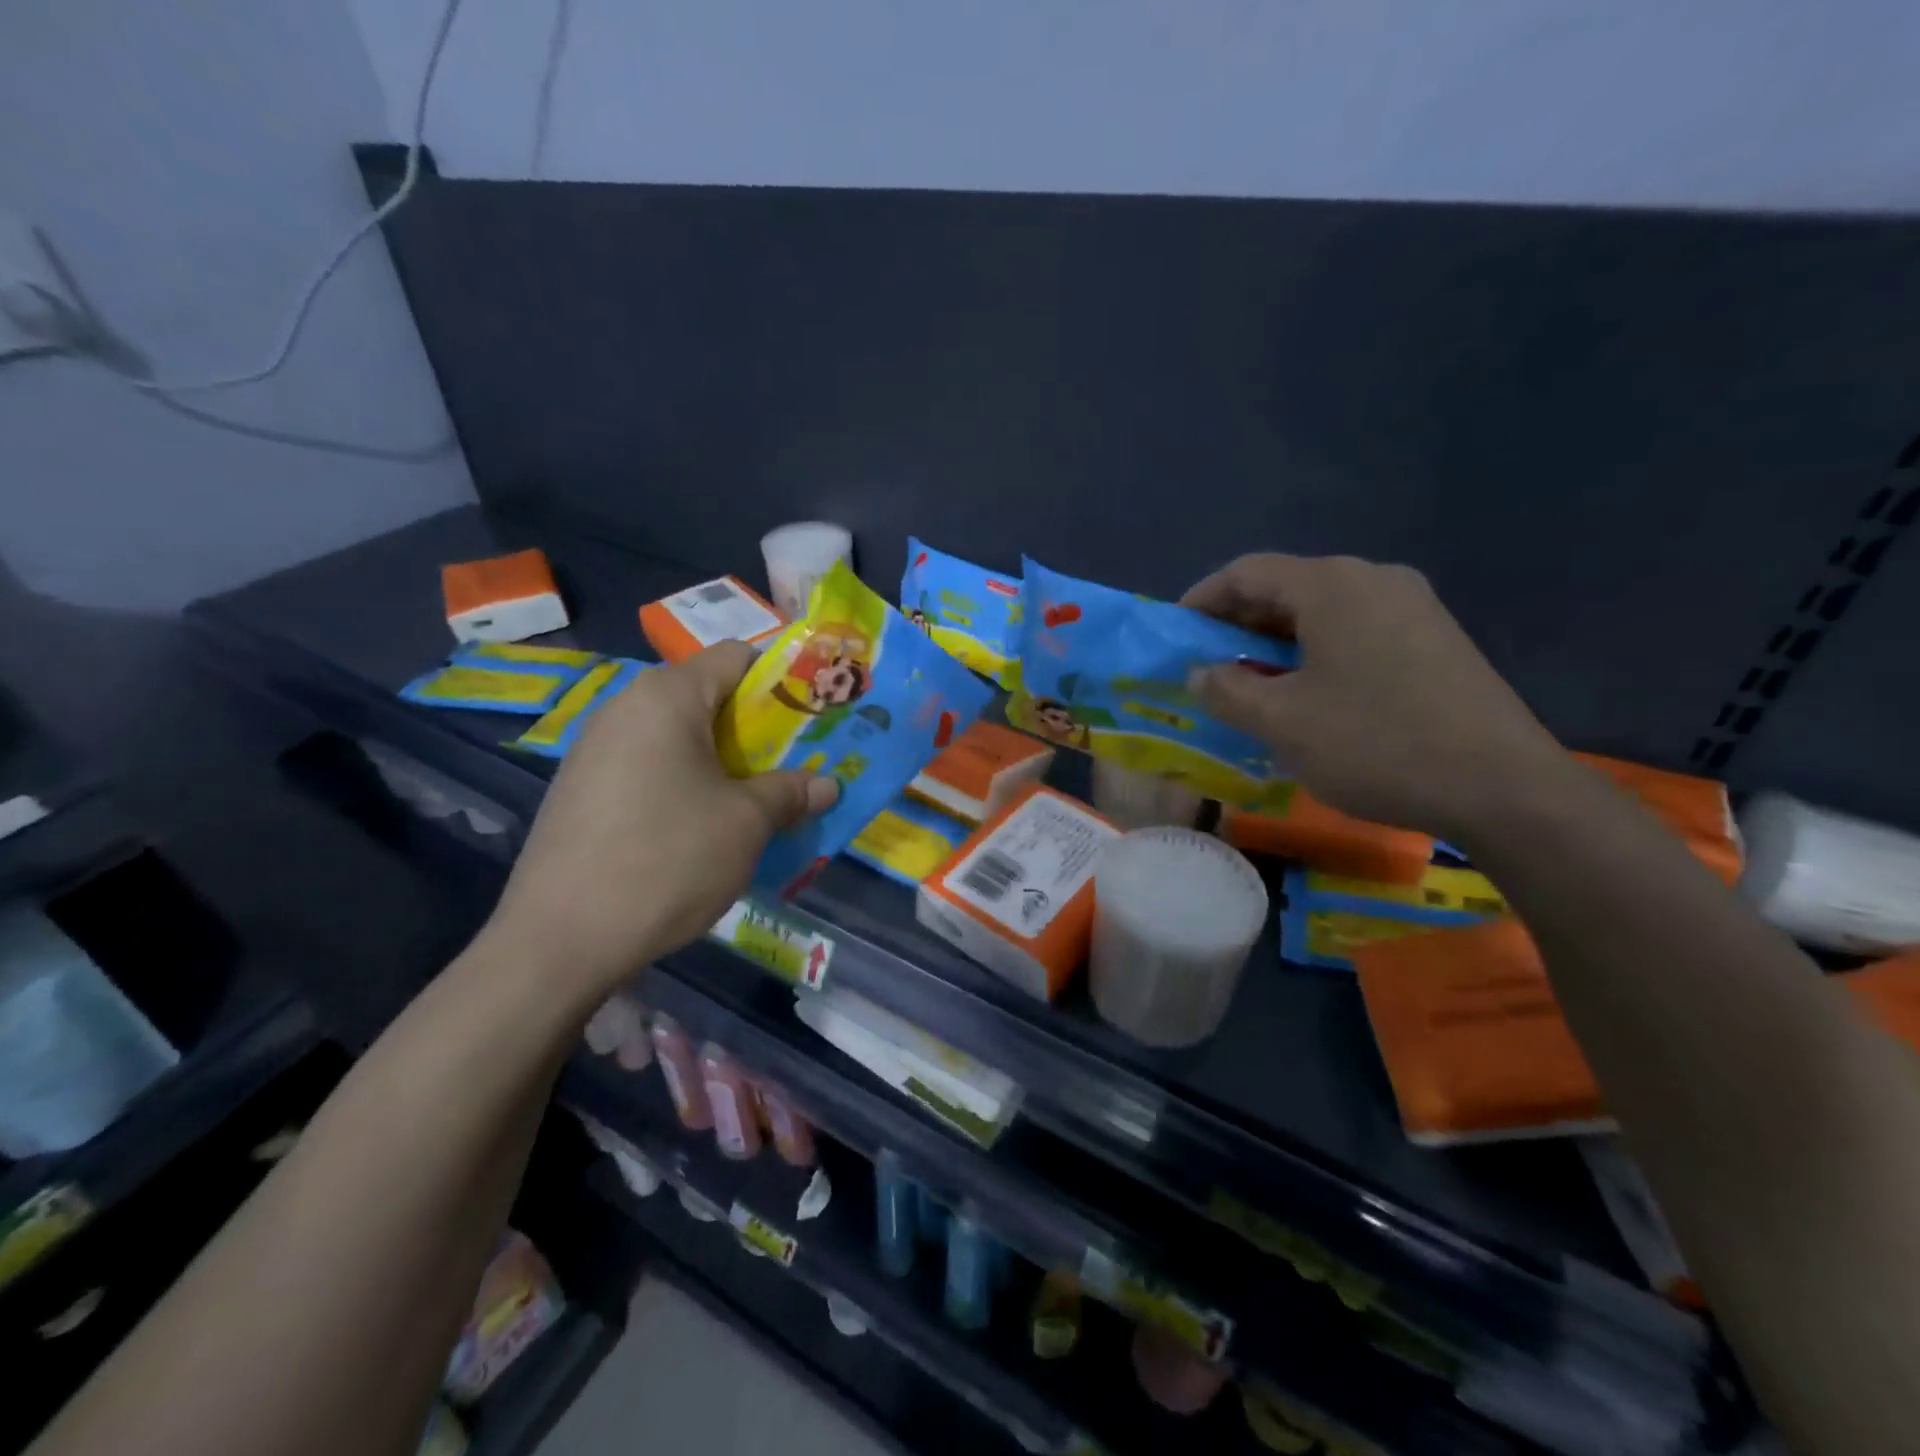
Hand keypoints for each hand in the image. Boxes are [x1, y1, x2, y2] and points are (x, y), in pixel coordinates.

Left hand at [485, 642, 836, 999]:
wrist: (558, 941)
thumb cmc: (667, 860)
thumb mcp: (746, 824)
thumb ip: (790, 792)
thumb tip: (828, 785)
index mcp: (666, 696)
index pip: (737, 657)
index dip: (783, 681)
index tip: (812, 719)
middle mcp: (625, 707)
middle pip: (707, 696)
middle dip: (756, 730)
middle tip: (791, 768)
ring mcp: (595, 749)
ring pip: (678, 736)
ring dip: (723, 761)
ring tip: (751, 802)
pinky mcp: (581, 789)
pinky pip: (649, 766)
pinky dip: (685, 783)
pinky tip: (699, 829)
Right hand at [1183, 554, 1567, 841]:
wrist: (1502, 787)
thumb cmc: (1374, 743)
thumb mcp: (1281, 721)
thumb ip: (1228, 690)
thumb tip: (1202, 672)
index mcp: (1331, 585)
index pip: (1247, 572)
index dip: (1202, 599)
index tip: (1175, 633)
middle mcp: (1373, 579)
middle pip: (1286, 587)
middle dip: (1238, 623)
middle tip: (1207, 663)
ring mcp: (1412, 607)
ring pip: (1322, 612)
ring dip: (1276, 641)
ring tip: (1251, 683)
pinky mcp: (1435, 639)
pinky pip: (1356, 631)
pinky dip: (1315, 653)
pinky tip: (1307, 694)